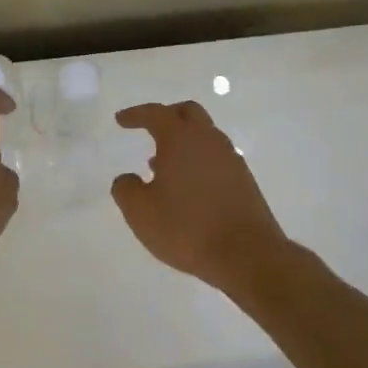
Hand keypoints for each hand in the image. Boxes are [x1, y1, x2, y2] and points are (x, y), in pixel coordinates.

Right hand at [111, 101, 289, 290]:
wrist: (246, 254)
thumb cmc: (187, 228)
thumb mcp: (140, 212)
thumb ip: (125, 189)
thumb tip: (127, 178)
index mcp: (180, 139)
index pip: (156, 114)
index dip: (136, 114)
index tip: (121, 120)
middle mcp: (208, 140)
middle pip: (188, 113)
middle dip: (166, 115)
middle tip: (149, 127)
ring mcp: (231, 159)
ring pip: (205, 136)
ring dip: (183, 141)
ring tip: (161, 163)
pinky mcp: (244, 180)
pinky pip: (216, 157)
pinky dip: (198, 160)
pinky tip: (187, 185)